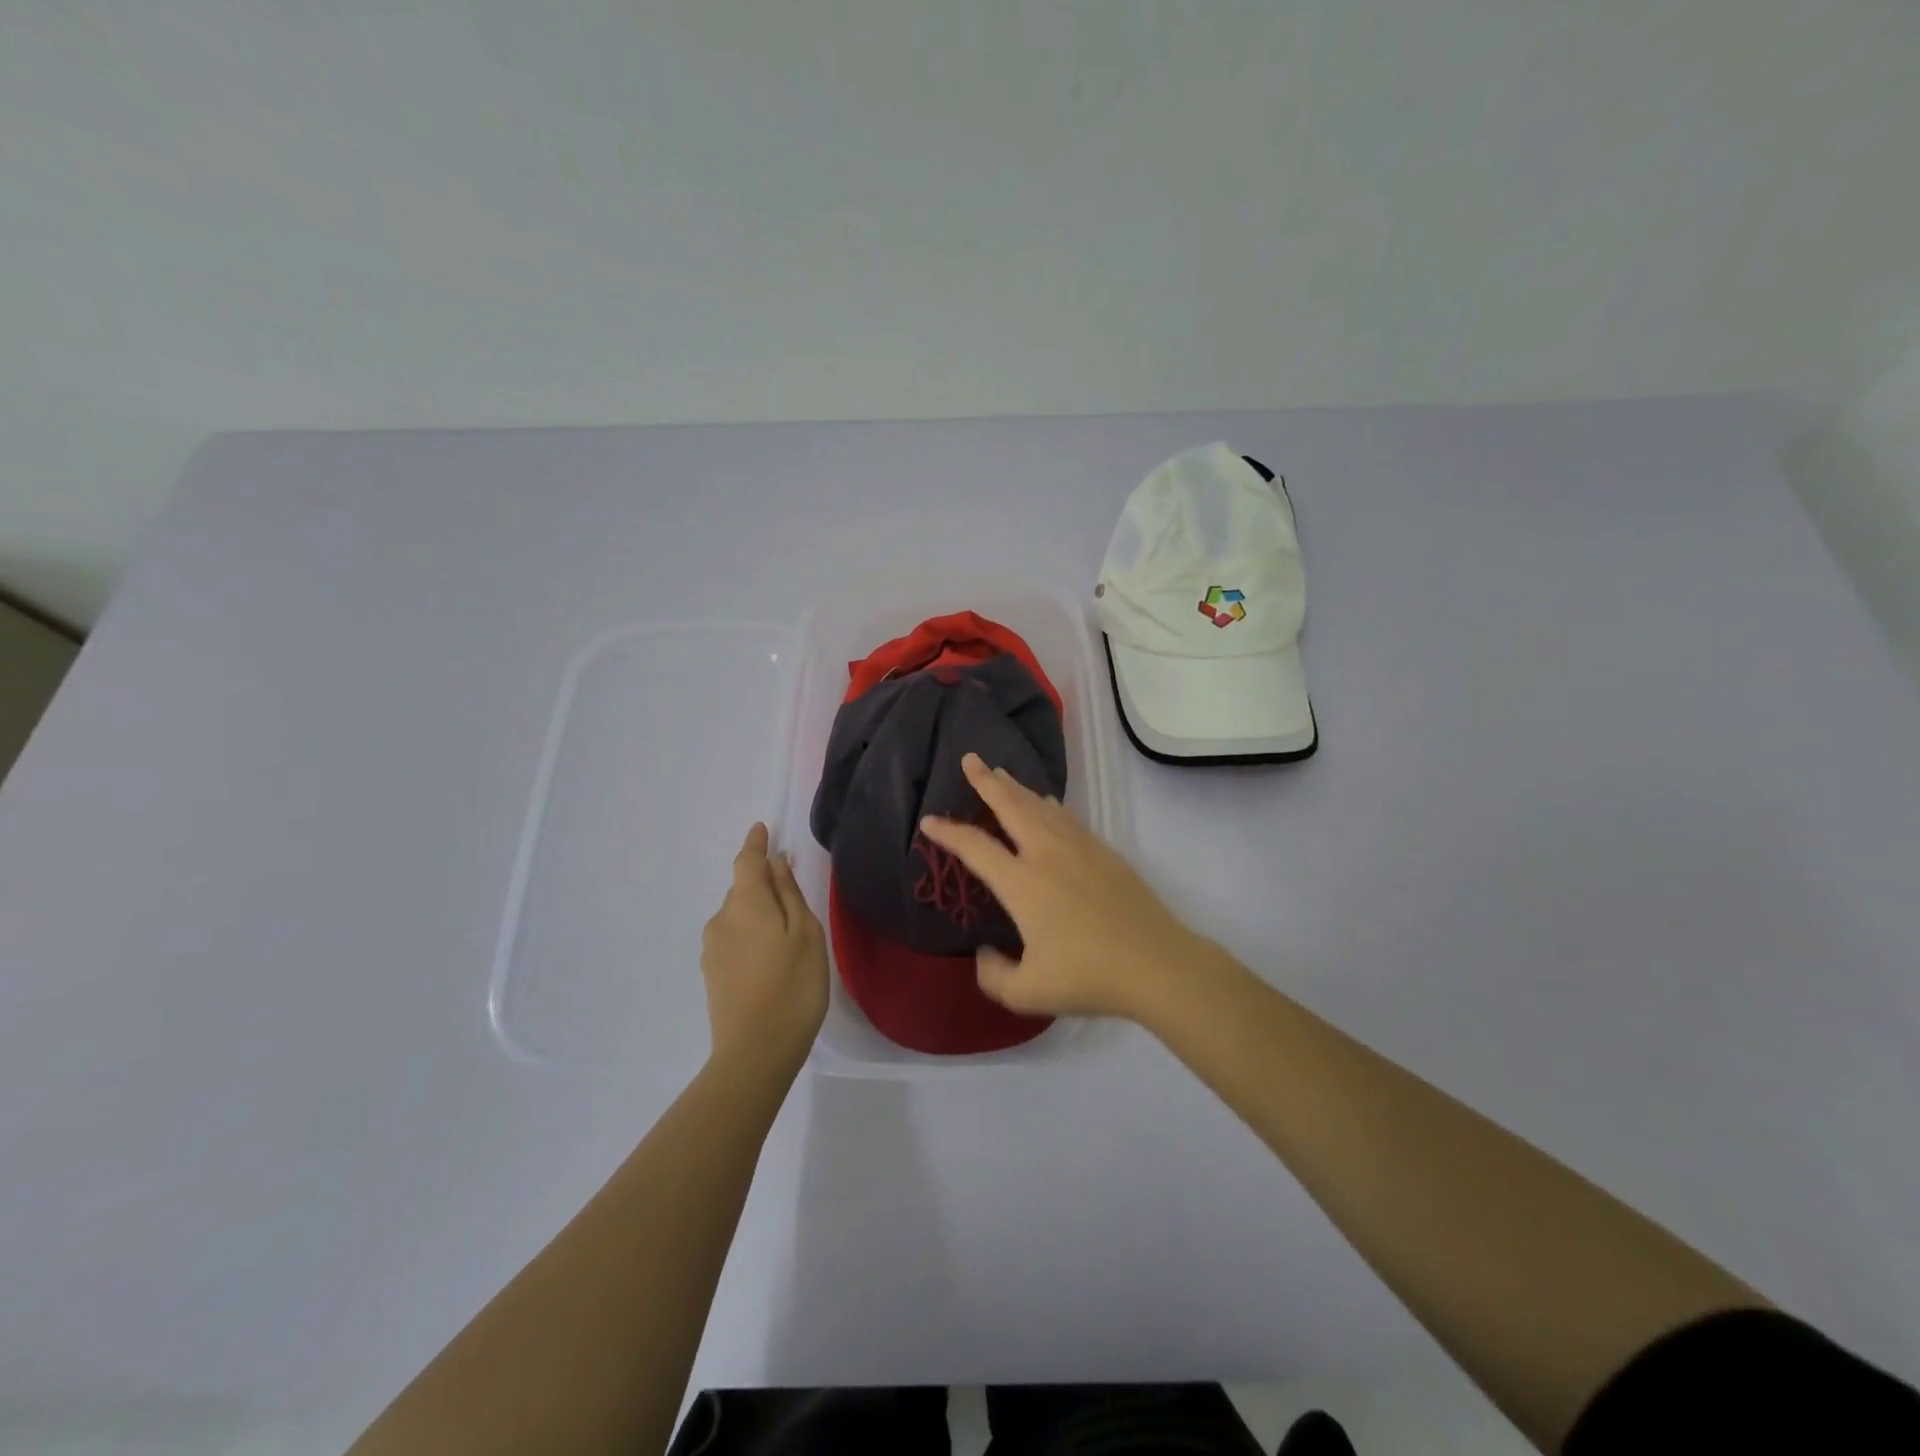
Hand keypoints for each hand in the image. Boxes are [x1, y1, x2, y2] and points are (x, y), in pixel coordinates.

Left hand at [700, 824, 828, 1074]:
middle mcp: (721, 919)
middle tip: (794, 897)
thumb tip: (777, 862)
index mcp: (746, 903)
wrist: (755, 1053)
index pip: (746, 861)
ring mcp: (712, 948)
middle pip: (743, 888)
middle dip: (764, 884)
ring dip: (758, 913)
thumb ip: (790, 894)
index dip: (755, 844)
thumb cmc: (793, 987)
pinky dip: (750, 935)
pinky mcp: (712, 973)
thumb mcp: (806, 934)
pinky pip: (733, 937)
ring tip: (787, 936)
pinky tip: (770, 959)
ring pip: (738, 915)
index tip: (762, 829)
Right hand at [918, 754, 1217, 1021]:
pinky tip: (1047, 803)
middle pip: (1011, 806)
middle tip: (970, 759)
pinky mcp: (1103, 852)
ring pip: (1040, 805)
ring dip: (1017, 787)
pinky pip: (1066, 817)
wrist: (1155, 963)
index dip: (948, 832)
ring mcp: (1078, 848)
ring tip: (1001, 774)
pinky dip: (1048, 804)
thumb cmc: (1088, 977)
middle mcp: (1046, 854)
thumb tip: (984, 953)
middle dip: (986, 780)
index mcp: (1022, 883)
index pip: (975, 847)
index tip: (929, 820)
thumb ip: (994, 975)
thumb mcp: (1027, 993)